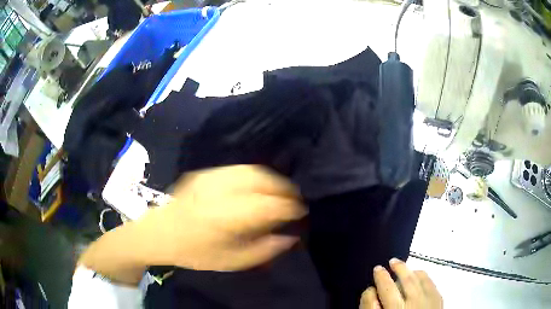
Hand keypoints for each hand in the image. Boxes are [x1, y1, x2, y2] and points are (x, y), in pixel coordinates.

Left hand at [140, 165, 306, 270]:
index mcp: (226, 217)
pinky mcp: (204, 173)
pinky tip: (258, 184)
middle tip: (294, 199)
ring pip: (251, 170)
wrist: (160, 233)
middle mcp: (220, 192)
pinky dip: (255, 175)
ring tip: (280, 190)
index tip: (301, 211)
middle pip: (262, 180)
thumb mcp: (231, 262)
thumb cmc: (195, 252)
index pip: (268, 205)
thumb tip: (289, 237)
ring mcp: (211, 178)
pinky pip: (237, 169)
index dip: (289, 206)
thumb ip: (263, 250)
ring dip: (271, 178)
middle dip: (284, 188)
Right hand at [360, 259, 442, 308]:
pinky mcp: (437, 297)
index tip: (368, 289)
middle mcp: (406, 308)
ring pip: (411, 280)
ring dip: (402, 269)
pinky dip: (420, 274)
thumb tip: (370, 295)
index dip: (367, 294)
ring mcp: (423, 301)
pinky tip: (415, 272)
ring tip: (396, 263)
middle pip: (390, 288)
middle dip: (382, 277)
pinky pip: (427, 280)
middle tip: (378, 268)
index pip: (371, 303)